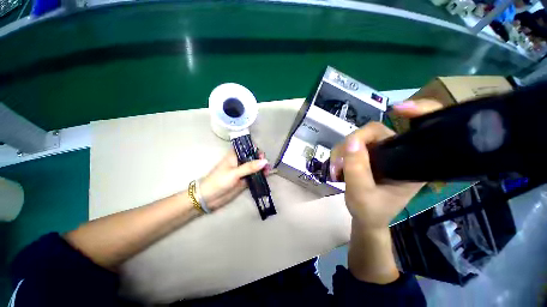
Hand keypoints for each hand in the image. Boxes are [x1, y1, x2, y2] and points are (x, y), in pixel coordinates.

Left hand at [199, 149, 269, 210]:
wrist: (209, 198)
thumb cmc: (219, 181)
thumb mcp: (234, 173)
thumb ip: (250, 167)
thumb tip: (265, 161)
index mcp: (235, 155)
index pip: (247, 148)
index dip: (255, 149)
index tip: (262, 155)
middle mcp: (240, 161)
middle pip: (253, 157)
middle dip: (261, 159)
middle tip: (267, 164)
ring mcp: (243, 171)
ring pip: (255, 166)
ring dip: (262, 167)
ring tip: (269, 170)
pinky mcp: (245, 180)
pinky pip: (255, 175)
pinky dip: (261, 174)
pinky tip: (267, 175)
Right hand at [330, 99, 441, 230]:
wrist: (366, 218)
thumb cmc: (370, 211)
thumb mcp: (361, 194)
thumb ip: (356, 169)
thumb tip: (351, 142)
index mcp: (411, 164)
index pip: (420, 131)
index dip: (418, 111)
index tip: (397, 109)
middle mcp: (398, 153)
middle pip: (374, 132)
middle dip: (350, 145)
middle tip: (338, 165)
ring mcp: (380, 153)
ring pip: (357, 139)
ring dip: (341, 152)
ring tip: (335, 171)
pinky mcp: (368, 155)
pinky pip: (351, 146)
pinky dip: (340, 155)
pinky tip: (337, 168)